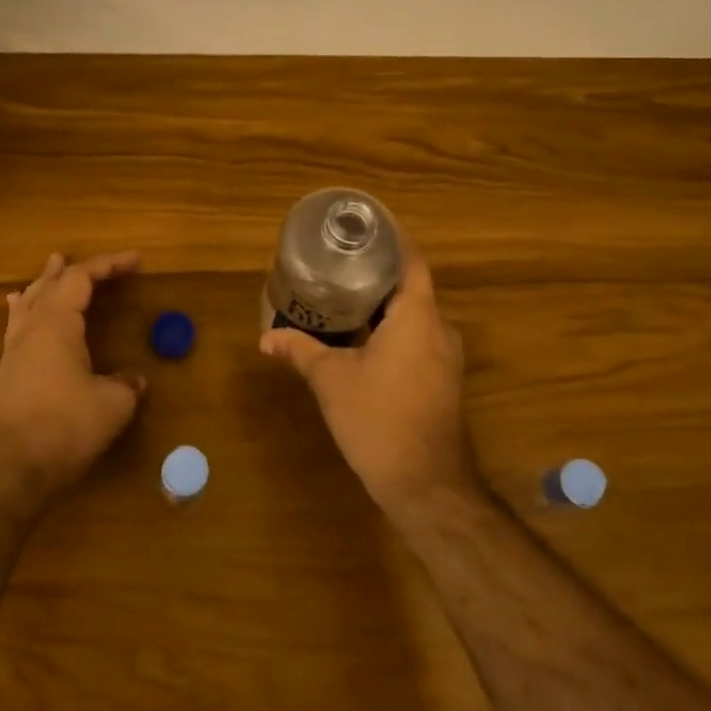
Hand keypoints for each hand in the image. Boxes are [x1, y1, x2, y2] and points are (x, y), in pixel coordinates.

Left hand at [0, 251, 146, 516]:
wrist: (13, 471)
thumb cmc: (66, 429)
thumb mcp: (113, 404)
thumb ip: (126, 384)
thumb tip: (134, 379)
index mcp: (56, 325)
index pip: (81, 279)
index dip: (109, 265)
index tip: (135, 260)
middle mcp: (30, 330)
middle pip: (51, 285)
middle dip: (76, 270)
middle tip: (99, 264)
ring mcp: (14, 352)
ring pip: (30, 303)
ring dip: (47, 283)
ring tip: (52, 268)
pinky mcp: (7, 374)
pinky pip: (17, 325)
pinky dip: (27, 308)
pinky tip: (19, 310)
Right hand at [259, 246, 476, 517]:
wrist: (424, 482)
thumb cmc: (378, 419)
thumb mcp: (331, 380)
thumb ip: (299, 351)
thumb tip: (265, 337)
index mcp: (417, 316)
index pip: (411, 260)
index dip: (391, 240)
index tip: (364, 228)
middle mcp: (440, 328)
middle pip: (411, 287)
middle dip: (378, 273)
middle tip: (340, 262)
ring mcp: (445, 356)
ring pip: (415, 316)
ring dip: (385, 305)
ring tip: (345, 295)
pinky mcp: (442, 380)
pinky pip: (418, 339)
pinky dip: (393, 330)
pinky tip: (363, 338)